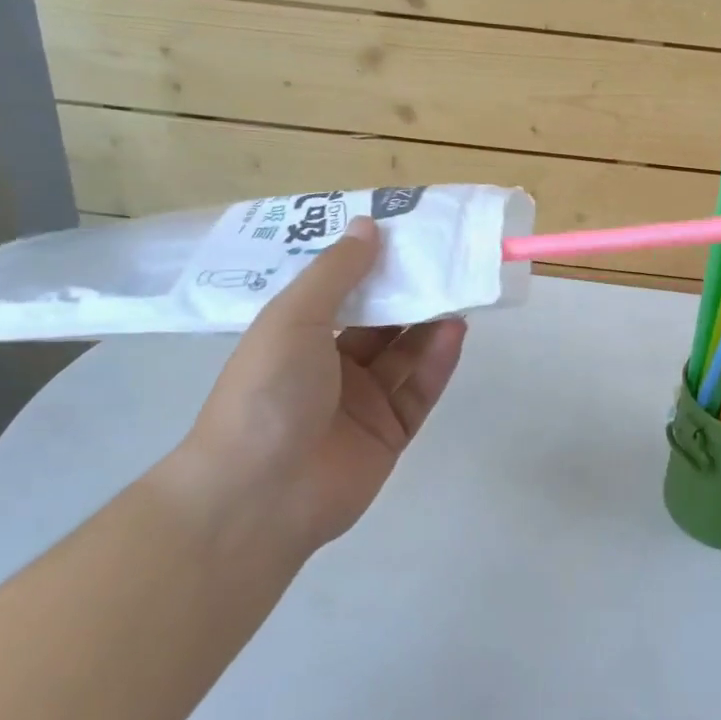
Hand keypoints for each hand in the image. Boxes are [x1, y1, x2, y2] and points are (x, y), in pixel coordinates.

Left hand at [175, 217, 466, 555]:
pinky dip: (438, 361)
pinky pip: (419, 390)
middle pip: (378, 322)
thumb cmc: (267, 391)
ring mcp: (361, 402)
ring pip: (404, 354)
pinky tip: (456, 331)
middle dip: (408, 292)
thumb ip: (336, 272)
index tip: (404, 233)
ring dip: (429, 323)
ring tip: (460, 289)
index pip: (340, 292)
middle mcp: (330, 367)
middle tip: (445, 259)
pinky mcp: (389, 433)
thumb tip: (367, 224)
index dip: (369, 263)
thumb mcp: (294, 318)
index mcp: (297, 337)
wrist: (260, 495)